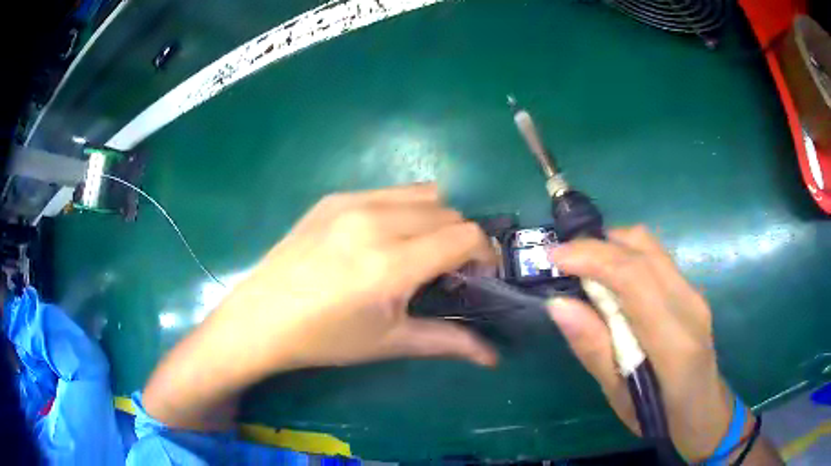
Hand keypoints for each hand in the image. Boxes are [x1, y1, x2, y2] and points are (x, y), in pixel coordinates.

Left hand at [144, 184, 498, 429]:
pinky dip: (404, 209)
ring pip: (423, 194)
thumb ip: (449, 343)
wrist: (262, 318)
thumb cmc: (326, 339)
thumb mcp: (390, 342)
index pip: (466, 236)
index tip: (478, 276)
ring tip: (417, 251)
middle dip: (461, 240)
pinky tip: (382, 238)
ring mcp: (351, 203)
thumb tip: (494, 358)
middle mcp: (375, 221)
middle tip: (446, 271)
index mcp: (391, 263)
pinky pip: (388, 191)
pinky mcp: (333, 198)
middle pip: (449, 212)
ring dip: (435, 220)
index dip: (484, 255)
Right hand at [546, 226, 738, 460]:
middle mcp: (690, 304)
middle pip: (643, 248)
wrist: (705, 412)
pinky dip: (626, 256)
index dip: (593, 257)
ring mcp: (694, 292)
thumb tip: (559, 304)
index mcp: (674, 341)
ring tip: (582, 268)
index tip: (554, 258)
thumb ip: (594, 349)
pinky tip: (610, 280)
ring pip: (650, 245)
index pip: (635, 278)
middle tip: (562, 262)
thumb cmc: (660, 417)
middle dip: (597, 245)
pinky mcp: (691, 290)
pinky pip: (655, 258)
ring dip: (611, 247)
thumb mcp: (619, 397)